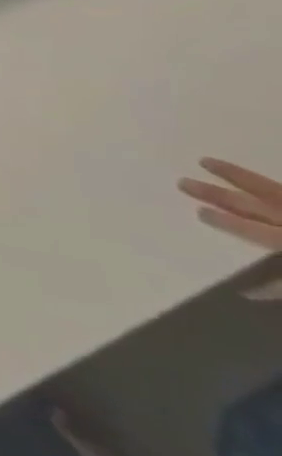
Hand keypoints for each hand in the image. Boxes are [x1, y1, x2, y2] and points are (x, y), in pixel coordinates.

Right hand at [181, 159, 281, 300]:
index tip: (198, 211)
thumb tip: (246, 293)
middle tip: (183, 182)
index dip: (225, 221)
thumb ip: (280, 284)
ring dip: (236, 176)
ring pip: (267, 189)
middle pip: (251, 205)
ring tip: (207, 162)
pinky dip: (269, 183)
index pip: (250, 229)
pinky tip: (261, 178)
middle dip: (216, 194)